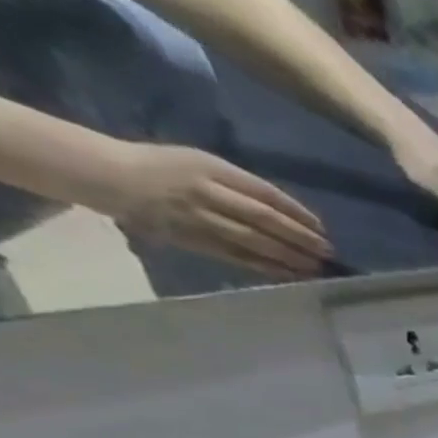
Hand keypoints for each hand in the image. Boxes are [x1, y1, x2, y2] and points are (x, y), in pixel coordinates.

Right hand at [98, 143, 330, 278]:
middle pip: (264, 218)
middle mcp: (207, 192)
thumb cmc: (164, 167)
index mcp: (211, 167)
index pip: (265, 193)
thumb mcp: (203, 162)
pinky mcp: (194, 240)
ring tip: (316, 267)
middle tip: (327, 251)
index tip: (321, 228)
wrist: (110, 175)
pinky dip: (267, 267)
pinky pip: (238, 257)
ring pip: (254, 241)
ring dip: (289, 256)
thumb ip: (241, 185)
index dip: (297, 213)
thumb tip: (288, 212)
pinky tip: (290, 274)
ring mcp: (199, 218)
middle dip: (300, 237)